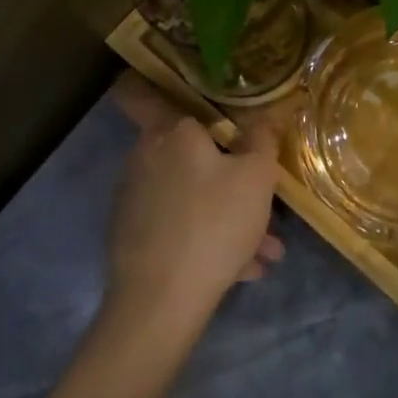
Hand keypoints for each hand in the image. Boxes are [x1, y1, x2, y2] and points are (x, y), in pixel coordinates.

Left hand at [105, 74, 283, 328]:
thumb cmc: (214, 222)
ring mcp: (136, 199)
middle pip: (193, 157)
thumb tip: (265, 116)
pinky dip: (208, 239)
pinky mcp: (132, 237)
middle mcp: (146, 158)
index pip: (156, 97)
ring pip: (192, 197)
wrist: (160, 300)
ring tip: (266, 253)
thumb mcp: (257, 177)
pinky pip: (179, 226)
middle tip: (264, 205)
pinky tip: (241, 270)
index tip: (211, 115)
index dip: (176, 99)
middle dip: (232, 180)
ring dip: (229, 217)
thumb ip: (262, 139)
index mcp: (172, 134)